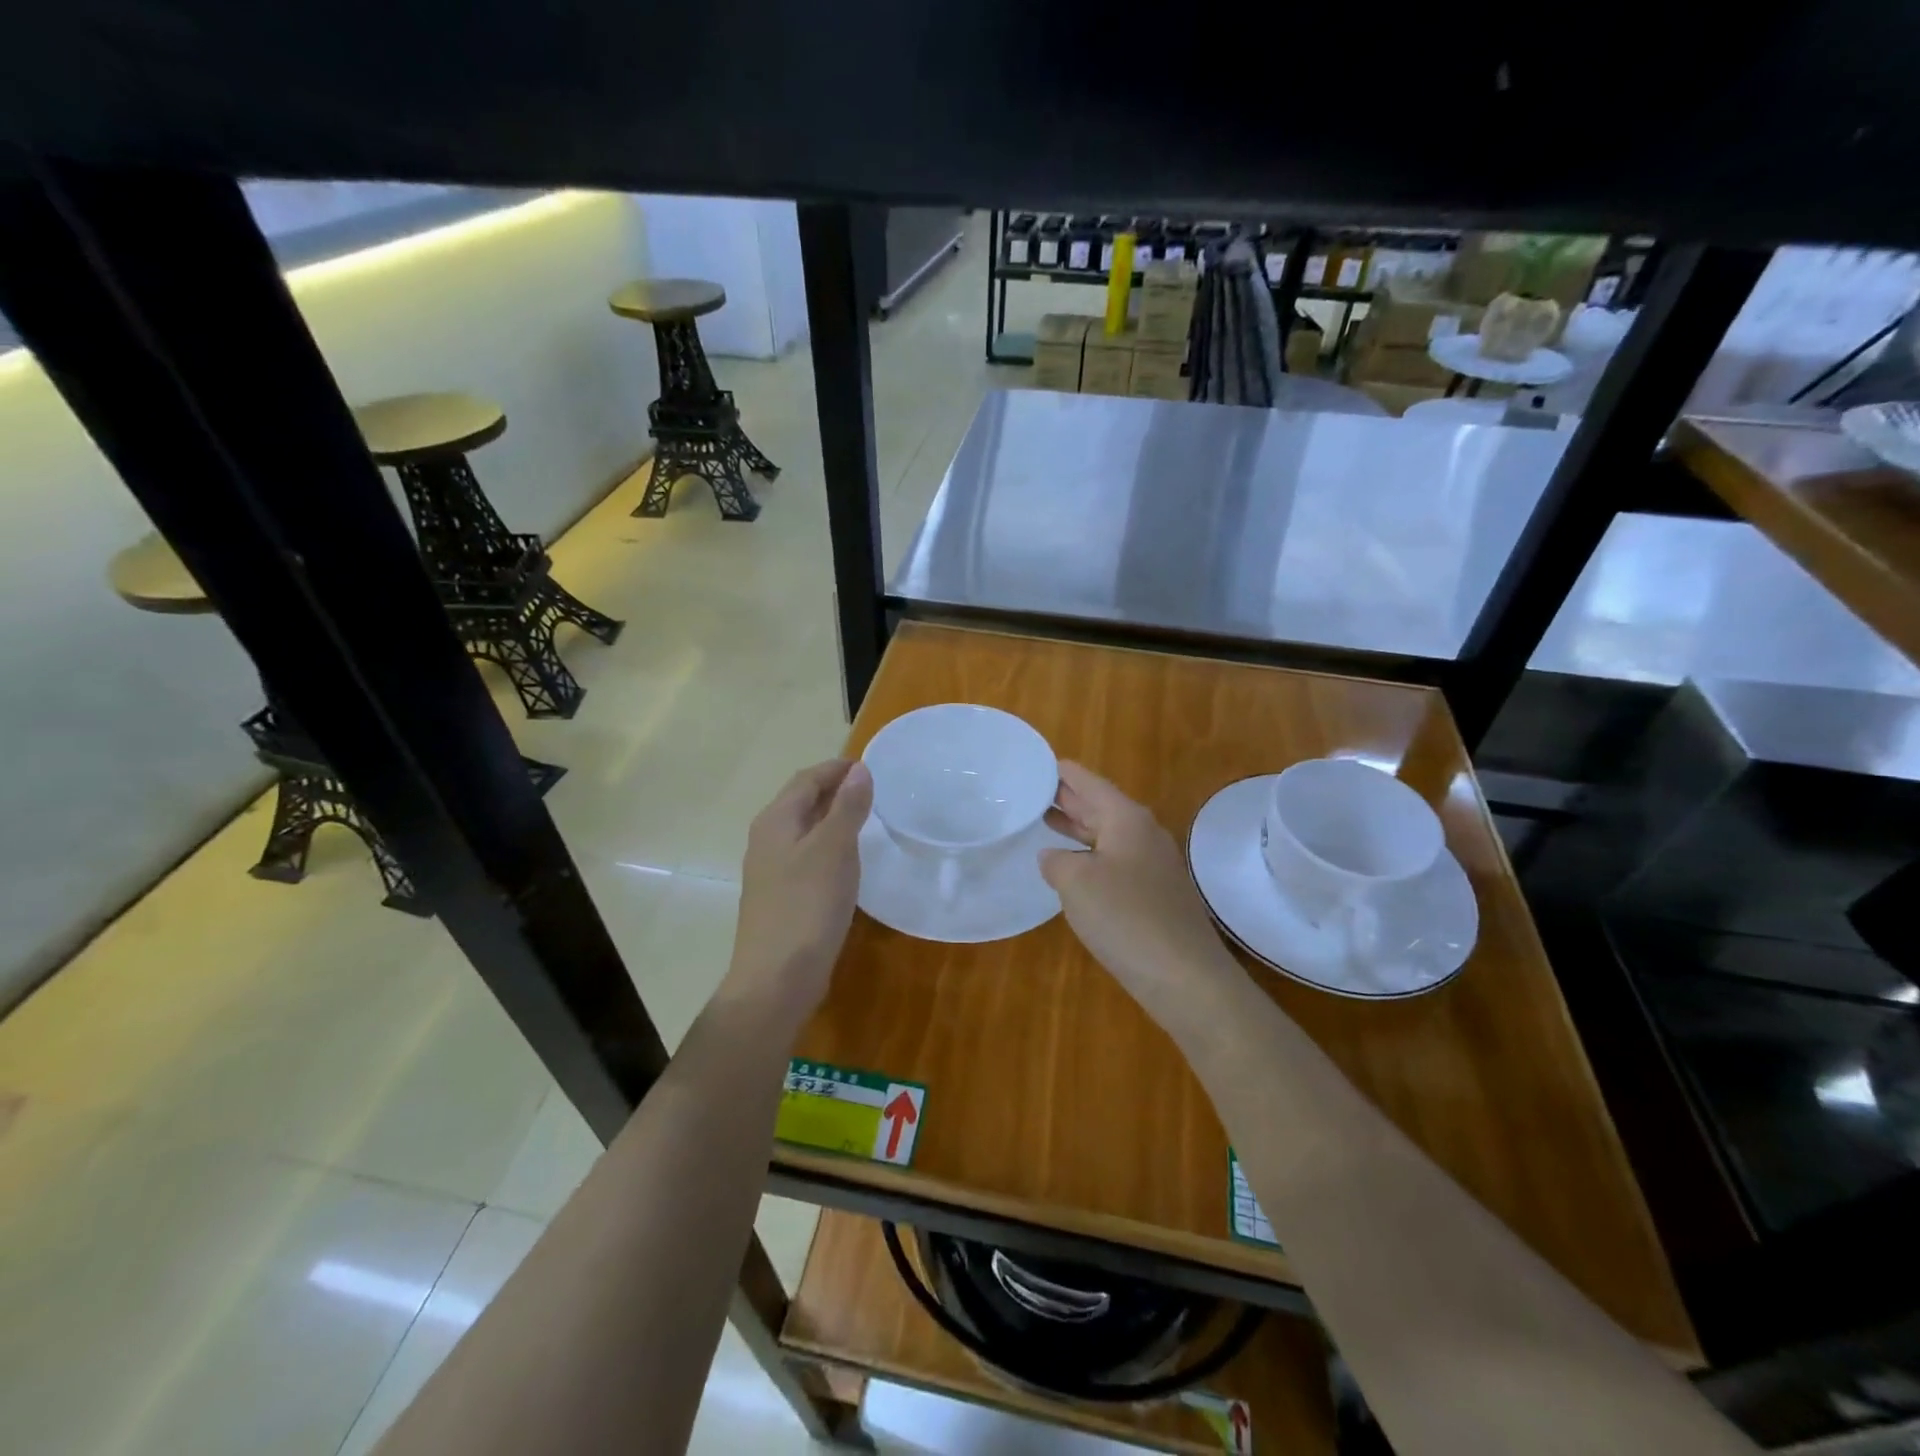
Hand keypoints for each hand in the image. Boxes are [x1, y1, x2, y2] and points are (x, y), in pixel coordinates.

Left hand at [724, 759, 872, 1027]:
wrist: (776, 978)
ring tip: (866, 818)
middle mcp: (768, 838)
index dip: (837, 768)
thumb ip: (847, 808)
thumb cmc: (807, 906)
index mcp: (776, 820)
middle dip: (834, 789)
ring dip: (832, 817)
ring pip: (804, 829)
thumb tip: (859, 770)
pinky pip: (807, 855)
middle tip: (872, 789)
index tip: (870, 765)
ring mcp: (771, 869)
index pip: (807, 779)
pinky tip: (847, 860)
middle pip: (801, 801)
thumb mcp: (834, 850)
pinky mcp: (781, 895)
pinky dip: (828, 845)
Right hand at [1042, 762, 1247, 1038]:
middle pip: (1101, 806)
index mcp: (1127, 819)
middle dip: (1068, 798)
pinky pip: (1115, 861)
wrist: (1185, 977)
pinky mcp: (1155, 895)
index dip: (1064, 773)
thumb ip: (1056, 861)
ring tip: (1045, 820)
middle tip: (1034, 789)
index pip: (1090, 783)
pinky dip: (1089, 855)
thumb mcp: (1076, 882)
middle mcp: (1143, 834)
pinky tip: (1072, 868)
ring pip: (1108, 835)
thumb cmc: (1126, 918)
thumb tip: (1053, 857)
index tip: (1039, 763)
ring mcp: (1152, 866)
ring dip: (1078, 827)